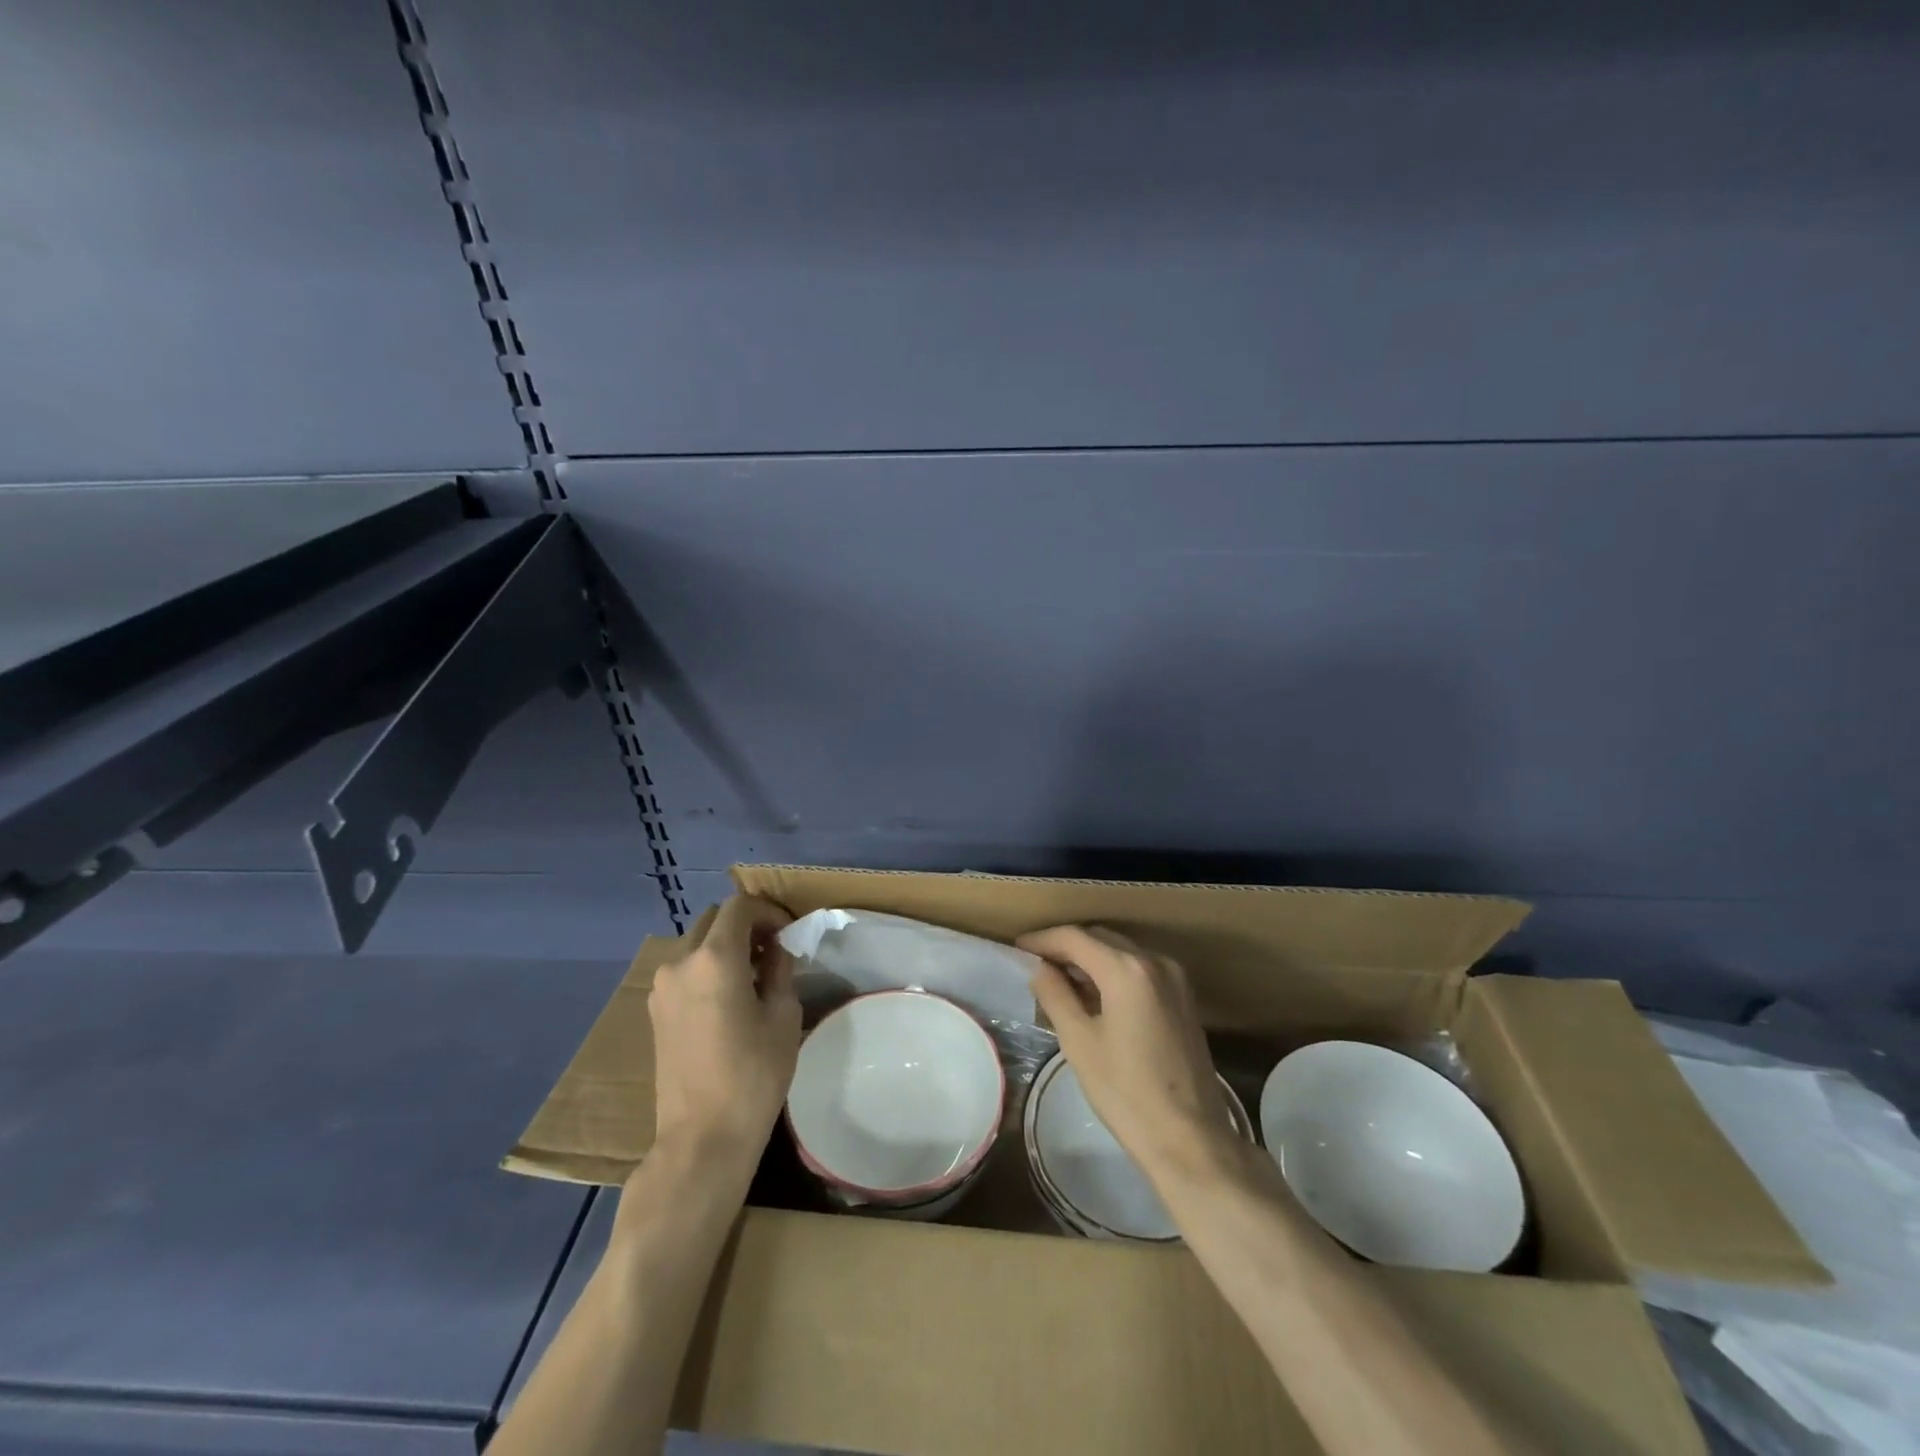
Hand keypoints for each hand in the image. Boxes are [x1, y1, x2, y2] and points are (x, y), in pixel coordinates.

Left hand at [647, 895, 800, 1176]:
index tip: (789, 933)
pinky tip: (729, 998)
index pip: (740, 907)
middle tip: (774, 950)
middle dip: (745, 925)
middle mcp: (680, 963)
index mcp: (715, 958)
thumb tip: (777, 949)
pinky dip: (707, 967)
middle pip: (713, 920)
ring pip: (696, 944)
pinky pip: (684, 970)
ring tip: (754, 976)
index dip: (769, 911)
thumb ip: (780, 970)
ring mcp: (661, 987)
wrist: (702, 1138)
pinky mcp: (655, 1011)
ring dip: (725, 946)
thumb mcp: (783, 1016)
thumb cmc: (753, 1075)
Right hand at [1018, 924, 1235, 1182]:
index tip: (1018, 949)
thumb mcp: (1079, 1042)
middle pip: (1100, 939)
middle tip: (1035, 965)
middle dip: (1066, 947)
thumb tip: (1038, 968)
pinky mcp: (1184, 998)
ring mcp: (1174, 978)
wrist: (1190, 1141)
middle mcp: (1155, 961)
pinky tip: (1094, 996)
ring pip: (1121, 952)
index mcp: (1127, 970)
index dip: (1043, 940)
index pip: (1075, 938)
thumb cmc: (1126, 1093)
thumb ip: (1055, 995)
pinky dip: (1113, 973)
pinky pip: (1140, 970)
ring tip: (1059, 981)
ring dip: (1090, 960)